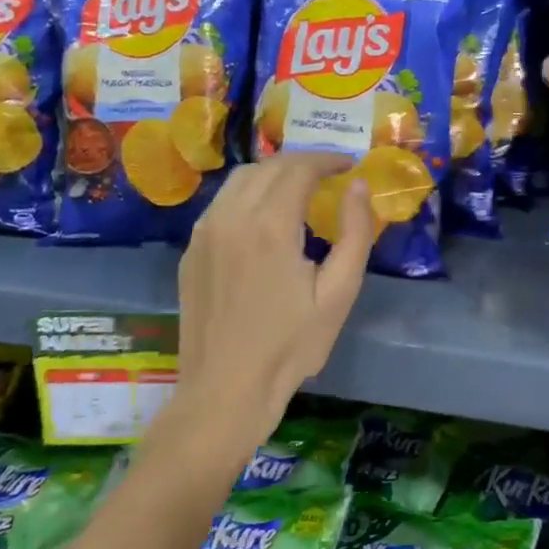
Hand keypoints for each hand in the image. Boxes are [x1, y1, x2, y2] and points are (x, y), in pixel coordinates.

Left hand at [153, 152, 371, 472]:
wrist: (225, 390)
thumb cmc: (291, 345)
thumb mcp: (339, 293)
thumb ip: (354, 233)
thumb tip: (358, 186)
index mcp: (270, 225)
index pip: (299, 167)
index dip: (327, 159)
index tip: (348, 164)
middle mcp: (231, 217)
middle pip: (268, 166)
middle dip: (303, 162)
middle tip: (330, 175)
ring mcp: (204, 233)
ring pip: (240, 179)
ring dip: (273, 173)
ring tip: (299, 190)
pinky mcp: (191, 251)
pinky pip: (222, 203)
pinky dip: (249, 194)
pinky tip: (265, 217)